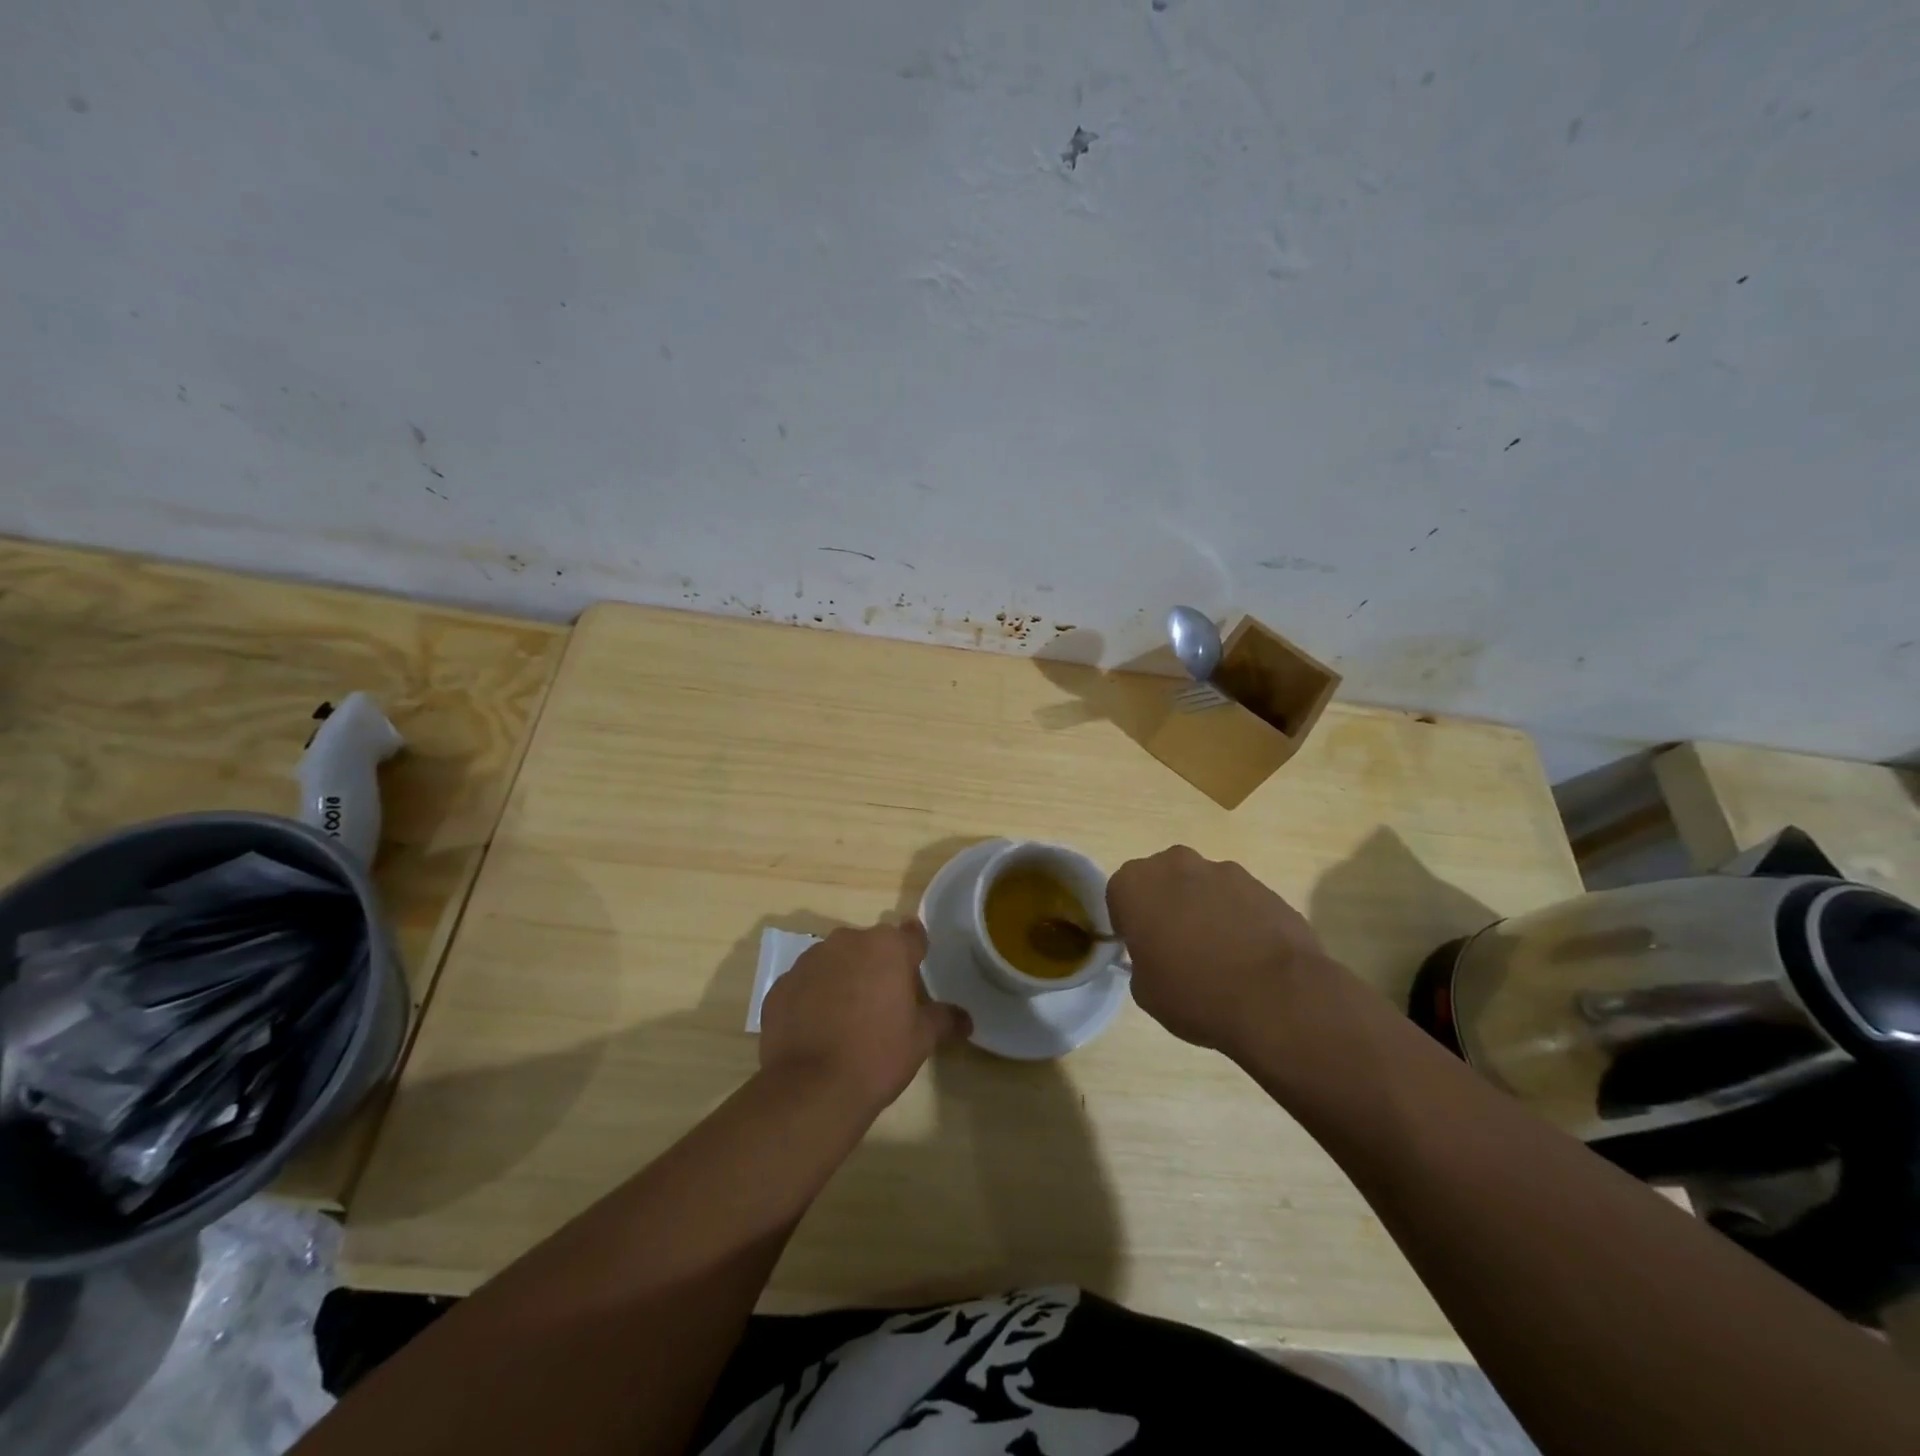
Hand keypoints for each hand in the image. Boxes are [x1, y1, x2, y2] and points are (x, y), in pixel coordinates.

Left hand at [758, 920, 970, 1111]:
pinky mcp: (781, 985)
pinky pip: (806, 984)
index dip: (916, 952)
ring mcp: (808, 961)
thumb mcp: (921, 1040)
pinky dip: (813, 997)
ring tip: (848, 1018)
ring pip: (835, 961)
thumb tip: (966, 1019)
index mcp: (887, 947)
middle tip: (884, 1003)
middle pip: (870, 946)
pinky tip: (818, 1030)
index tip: (916, 971)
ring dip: (843, 978)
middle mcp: (846, 942)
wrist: (811, 1089)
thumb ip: (944, 1019)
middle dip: (877, 966)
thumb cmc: (877, 1056)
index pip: (911, 935)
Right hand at [1108, 845, 1337, 1056]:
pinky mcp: (1263, 886)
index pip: (1119, 895)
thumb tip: (1156, 956)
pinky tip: (1249, 955)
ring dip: (1203, 910)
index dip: (1129, 923)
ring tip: (1220, 955)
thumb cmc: (1195, 994)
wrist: (1276, 998)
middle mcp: (1176, 864)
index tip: (1142, 949)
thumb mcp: (1145, 991)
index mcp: (1136, 884)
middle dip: (1165, 905)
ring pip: (1202, 887)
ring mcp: (1224, 871)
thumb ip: (1141, 961)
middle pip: (1162, 880)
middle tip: (1176, 947)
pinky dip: (1238, 919)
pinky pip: (1238, 900)